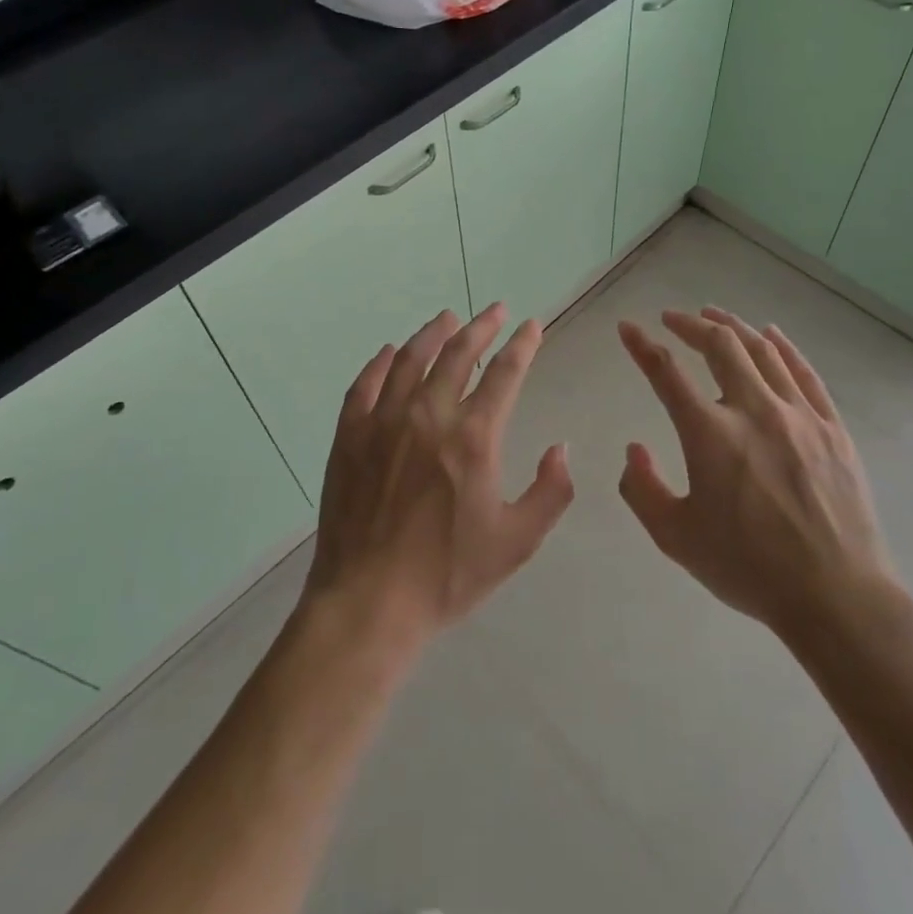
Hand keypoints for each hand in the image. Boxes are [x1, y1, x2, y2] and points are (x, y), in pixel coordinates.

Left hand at [304, 305, 574, 655]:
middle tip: (495, 311)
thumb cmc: (447, 574)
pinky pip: (365, 384)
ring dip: (433, 333)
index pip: (505, 374)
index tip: (531, 325)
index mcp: (473, 437)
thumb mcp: (517, 542)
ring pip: (411, 359)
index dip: (522, 345)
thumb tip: (562, 449)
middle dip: (481, 327)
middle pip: (458, 353)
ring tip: (448, 318)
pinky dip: (381, 363)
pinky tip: (390, 353)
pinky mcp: (350, 435)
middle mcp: (429, 415)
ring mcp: (384, 421)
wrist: (368, 602)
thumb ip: (551, 491)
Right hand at [616, 307, 901, 642]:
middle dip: (690, 324)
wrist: (836, 597)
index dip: (641, 345)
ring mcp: (798, 414)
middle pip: (720, 345)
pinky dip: (784, 347)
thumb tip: (634, 449)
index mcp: (710, 434)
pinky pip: (805, 373)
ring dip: (733, 326)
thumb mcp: (676, 538)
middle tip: (674, 318)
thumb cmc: (749, 568)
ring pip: (762, 351)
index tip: (627, 327)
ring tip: (714, 315)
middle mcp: (753, 410)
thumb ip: (642, 490)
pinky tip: (772, 335)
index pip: (666, 373)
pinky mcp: (832, 427)